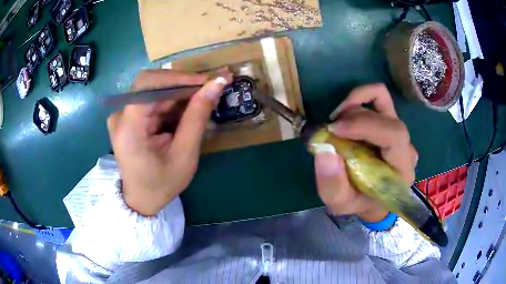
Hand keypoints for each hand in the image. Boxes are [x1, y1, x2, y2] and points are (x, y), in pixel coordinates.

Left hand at [107, 69, 231, 215]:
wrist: (141, 200)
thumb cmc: (162, 184)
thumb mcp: (184, 155)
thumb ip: (198, 117)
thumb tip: (217, 83)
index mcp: (128, 128)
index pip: (148, 84)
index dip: (178, 77)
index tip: (207, 81)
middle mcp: (121, 116)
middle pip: (152, 85)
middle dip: (183, 85)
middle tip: (210, 89)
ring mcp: (123, 116)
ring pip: (155, 91)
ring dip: (180, 94)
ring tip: (202, 102)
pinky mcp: (128, 118)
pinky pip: (152, 101)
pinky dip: (172, 104)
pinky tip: (185, 113)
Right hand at [314, 84, 417, 221]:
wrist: (372, 199)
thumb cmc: (359, 202)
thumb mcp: (340, 203)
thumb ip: (333, 184)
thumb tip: (324, 149)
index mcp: (402, 169)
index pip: (394, 135)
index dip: (364, 126)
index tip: (334, 129)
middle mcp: (406, 147)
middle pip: (386, 117)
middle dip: (353, 118)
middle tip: (330, 130)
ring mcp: (400, 131)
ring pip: (382, 100)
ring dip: (354, 105)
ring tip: (337, 122)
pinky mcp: (390, 121)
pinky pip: (379, 97)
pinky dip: (360, 98)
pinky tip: (346, 114)